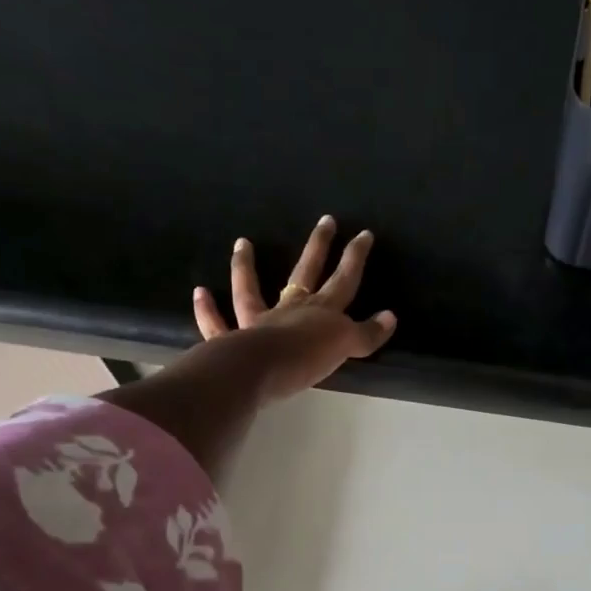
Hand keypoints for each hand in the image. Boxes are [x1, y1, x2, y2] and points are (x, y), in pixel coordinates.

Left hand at [193, 217, 395, 400]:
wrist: (261, 370)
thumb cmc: (306, 358)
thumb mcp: (345, 347)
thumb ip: (366, 334)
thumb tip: (390, 317)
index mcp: (320, 311)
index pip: (344, 279)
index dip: (355, 258)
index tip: (364, 234)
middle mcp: (289, 308)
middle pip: (306, 272)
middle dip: (318, 246)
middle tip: (325, 220)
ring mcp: (257, 321)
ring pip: (250, 289)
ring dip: (245, 266)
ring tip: (243, 242)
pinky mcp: (232, 340)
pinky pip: (217, 323)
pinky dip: (207, 310)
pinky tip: (200, 292)